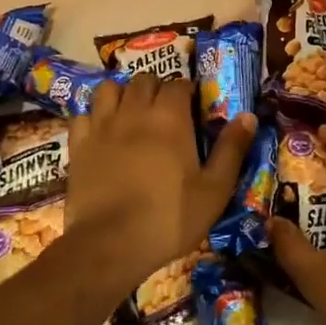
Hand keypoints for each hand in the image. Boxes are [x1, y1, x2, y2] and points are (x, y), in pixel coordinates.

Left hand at [66, 75, 254, 294]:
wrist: (110, 245)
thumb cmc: (169, 218)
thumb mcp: (214, 189)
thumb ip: (231, 149)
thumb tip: (248, 115)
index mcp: (170, 118)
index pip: (178, 84)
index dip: (186, 92)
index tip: (193, 107)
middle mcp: (134, 112)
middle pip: (143, 80)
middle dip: (156, 88)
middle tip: (165, 110)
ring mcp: (101, 126)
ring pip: (109, 89)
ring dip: (122, 94)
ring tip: (131, 112)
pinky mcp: (77, 145)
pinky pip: (83, 115)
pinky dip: (93, 117)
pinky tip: (101, 132)